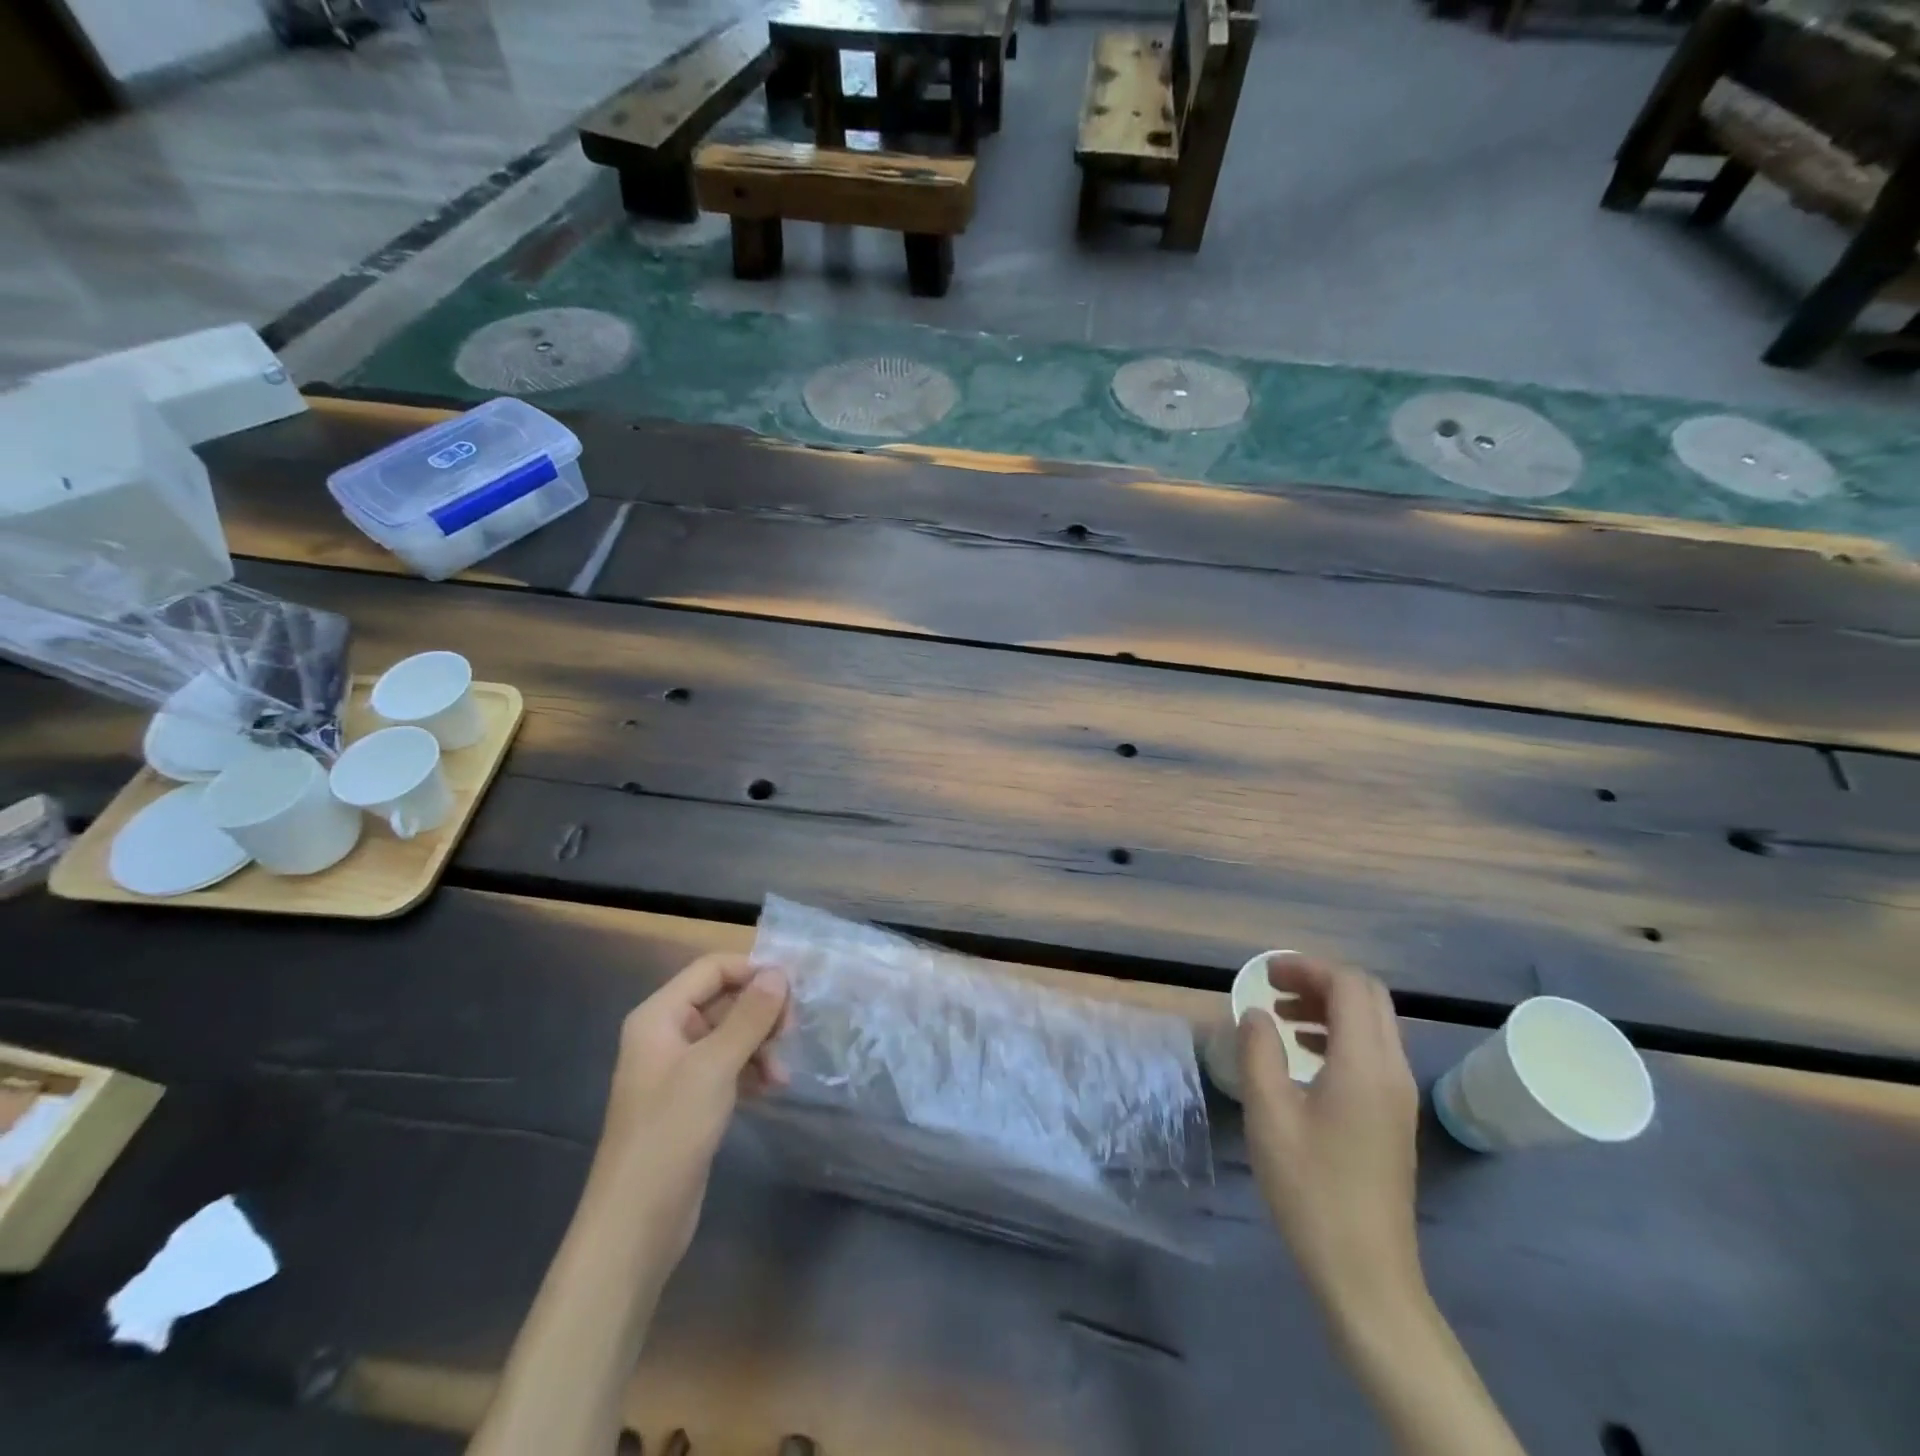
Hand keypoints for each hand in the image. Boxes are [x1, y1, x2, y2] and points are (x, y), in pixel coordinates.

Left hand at [592, 953, 790, 1264]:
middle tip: (792, 1031)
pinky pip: (729, 1066)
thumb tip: (779, 974)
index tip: (793, 990)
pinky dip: (752, 1070)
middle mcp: (666, 1034)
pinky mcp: (691, 1100)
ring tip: (782, 1072)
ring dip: (760, 1044)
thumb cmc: (670, 1132)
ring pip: (730, 1034)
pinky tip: (773, 1087)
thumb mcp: (714, 1066)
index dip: (752, 971)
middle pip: (723, 1000)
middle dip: (760, 1012)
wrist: (637, 1222)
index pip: (711, 969)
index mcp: (659, 1015)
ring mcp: (678, 1069)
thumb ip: (749, 1016)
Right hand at [1239, 955, 1423, 1322]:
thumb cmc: (1310, 1189)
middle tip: (1273, 990)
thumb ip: (1258, 1052)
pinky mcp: (1395, 1117)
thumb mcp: (1268, 1114)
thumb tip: (1255, 1014)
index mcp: (1365, 1064)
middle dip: (1320, 982)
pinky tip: (1304, 1057)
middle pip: (1368, 997)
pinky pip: (1372, 1053)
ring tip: (1280, 1019)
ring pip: (1372, 1024)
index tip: (1265, 975)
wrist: (1365, 1273)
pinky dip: (1339, 1036)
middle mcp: (1393, 1071)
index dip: (1306, 968)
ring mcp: (1399, 1096)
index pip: (1349, 986)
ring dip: (1329, 1008)